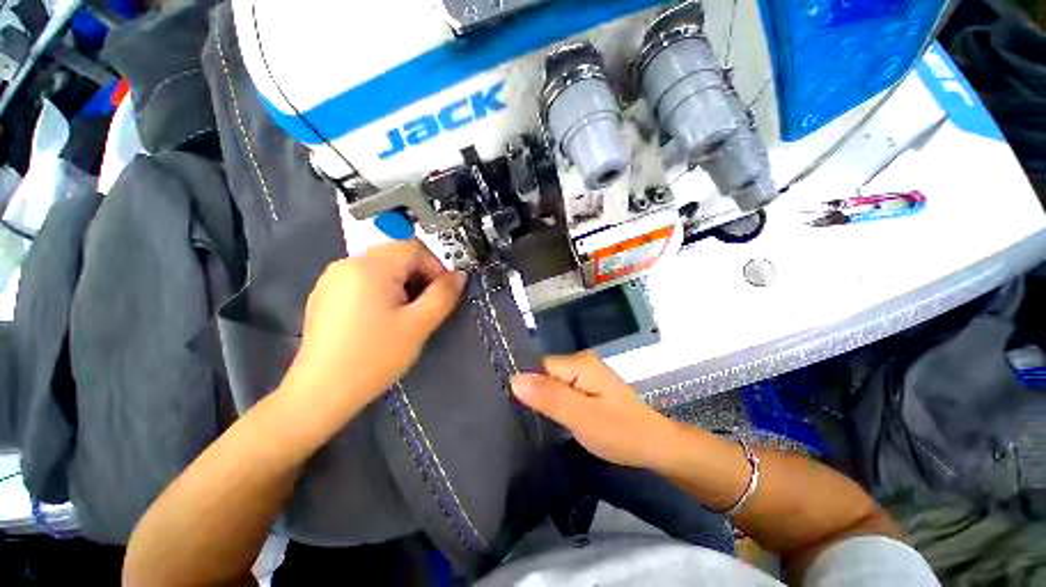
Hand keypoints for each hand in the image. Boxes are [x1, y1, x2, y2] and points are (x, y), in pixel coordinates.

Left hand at [285, 241, 466, 418]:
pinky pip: (363, 281)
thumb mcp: (419, 325)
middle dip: (419, 276)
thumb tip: (459, 275)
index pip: (413, 247)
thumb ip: (444, 295)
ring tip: (405, 314)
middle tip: (426, 306)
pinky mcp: (325, 295)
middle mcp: (347, 264)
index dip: (435, 266)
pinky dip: (382, 291)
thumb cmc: (375, 356)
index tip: (442, 293)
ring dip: (402, 284)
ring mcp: (332, 279)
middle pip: (396, 256)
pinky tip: (380, 319)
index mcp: (370, 266)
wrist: (321, 392)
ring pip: (381, 269)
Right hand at [511, 352, 675, 468]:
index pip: (539, 366)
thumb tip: (514, 379)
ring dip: (546, 400)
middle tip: (529, 420)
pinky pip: (563, 388)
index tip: (516, 409)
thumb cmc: (620, 432)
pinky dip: (556, 402)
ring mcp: (586, 373)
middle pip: (545, 373)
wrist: (654, 445)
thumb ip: (549, 397)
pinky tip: (553, 417)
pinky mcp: (588, 385)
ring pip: (553, 382)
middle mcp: (581, 361)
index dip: (528, 386)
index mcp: (579, 363)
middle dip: (537, 394)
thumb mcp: (581, 417)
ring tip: (537, 421)